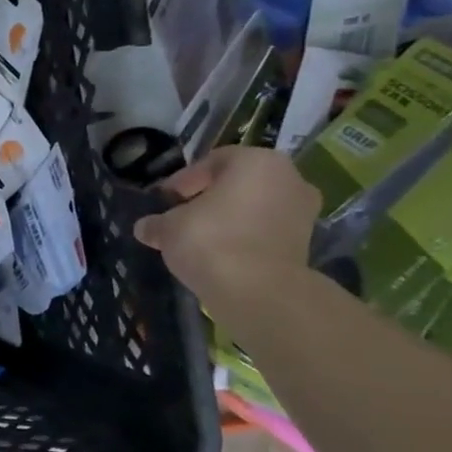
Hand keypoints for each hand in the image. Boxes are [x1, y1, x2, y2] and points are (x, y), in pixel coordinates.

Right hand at [132, 147, 320, 309]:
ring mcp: (303, 211)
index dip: (182, 181)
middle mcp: (289, 178)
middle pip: (237, 183)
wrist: (258, 290)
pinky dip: (244, 237)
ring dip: (227, 218)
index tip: (165, 201)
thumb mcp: (168, 228)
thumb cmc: (210, 240)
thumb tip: (146, 227)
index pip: (211, 162)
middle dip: (208, 198)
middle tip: (181, 217)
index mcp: (256, 161)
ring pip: (253, 207)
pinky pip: (265, 230)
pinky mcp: (306, 242)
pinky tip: (220, 254)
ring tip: (199, 238)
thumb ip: (156, 223)